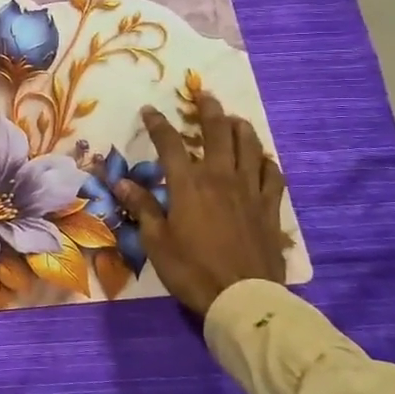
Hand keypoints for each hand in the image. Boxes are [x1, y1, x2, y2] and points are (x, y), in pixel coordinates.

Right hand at [115, 93, 289, 317]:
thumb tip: (121, 182)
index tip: (149, 110)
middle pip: (217, 132)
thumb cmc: (191, 270)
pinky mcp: (270, 207)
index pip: (169, 143)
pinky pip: (273, 175)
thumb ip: (142, 207)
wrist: (243, 297)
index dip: (157, 123)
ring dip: (240, 127)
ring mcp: (250, 190)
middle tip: (203, 95)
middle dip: (208, 109)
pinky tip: (262, 159)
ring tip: (233, 119)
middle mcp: (220, 177)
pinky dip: (266, 161)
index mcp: (188, 184)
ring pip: (249, 146)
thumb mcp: (156, 241)